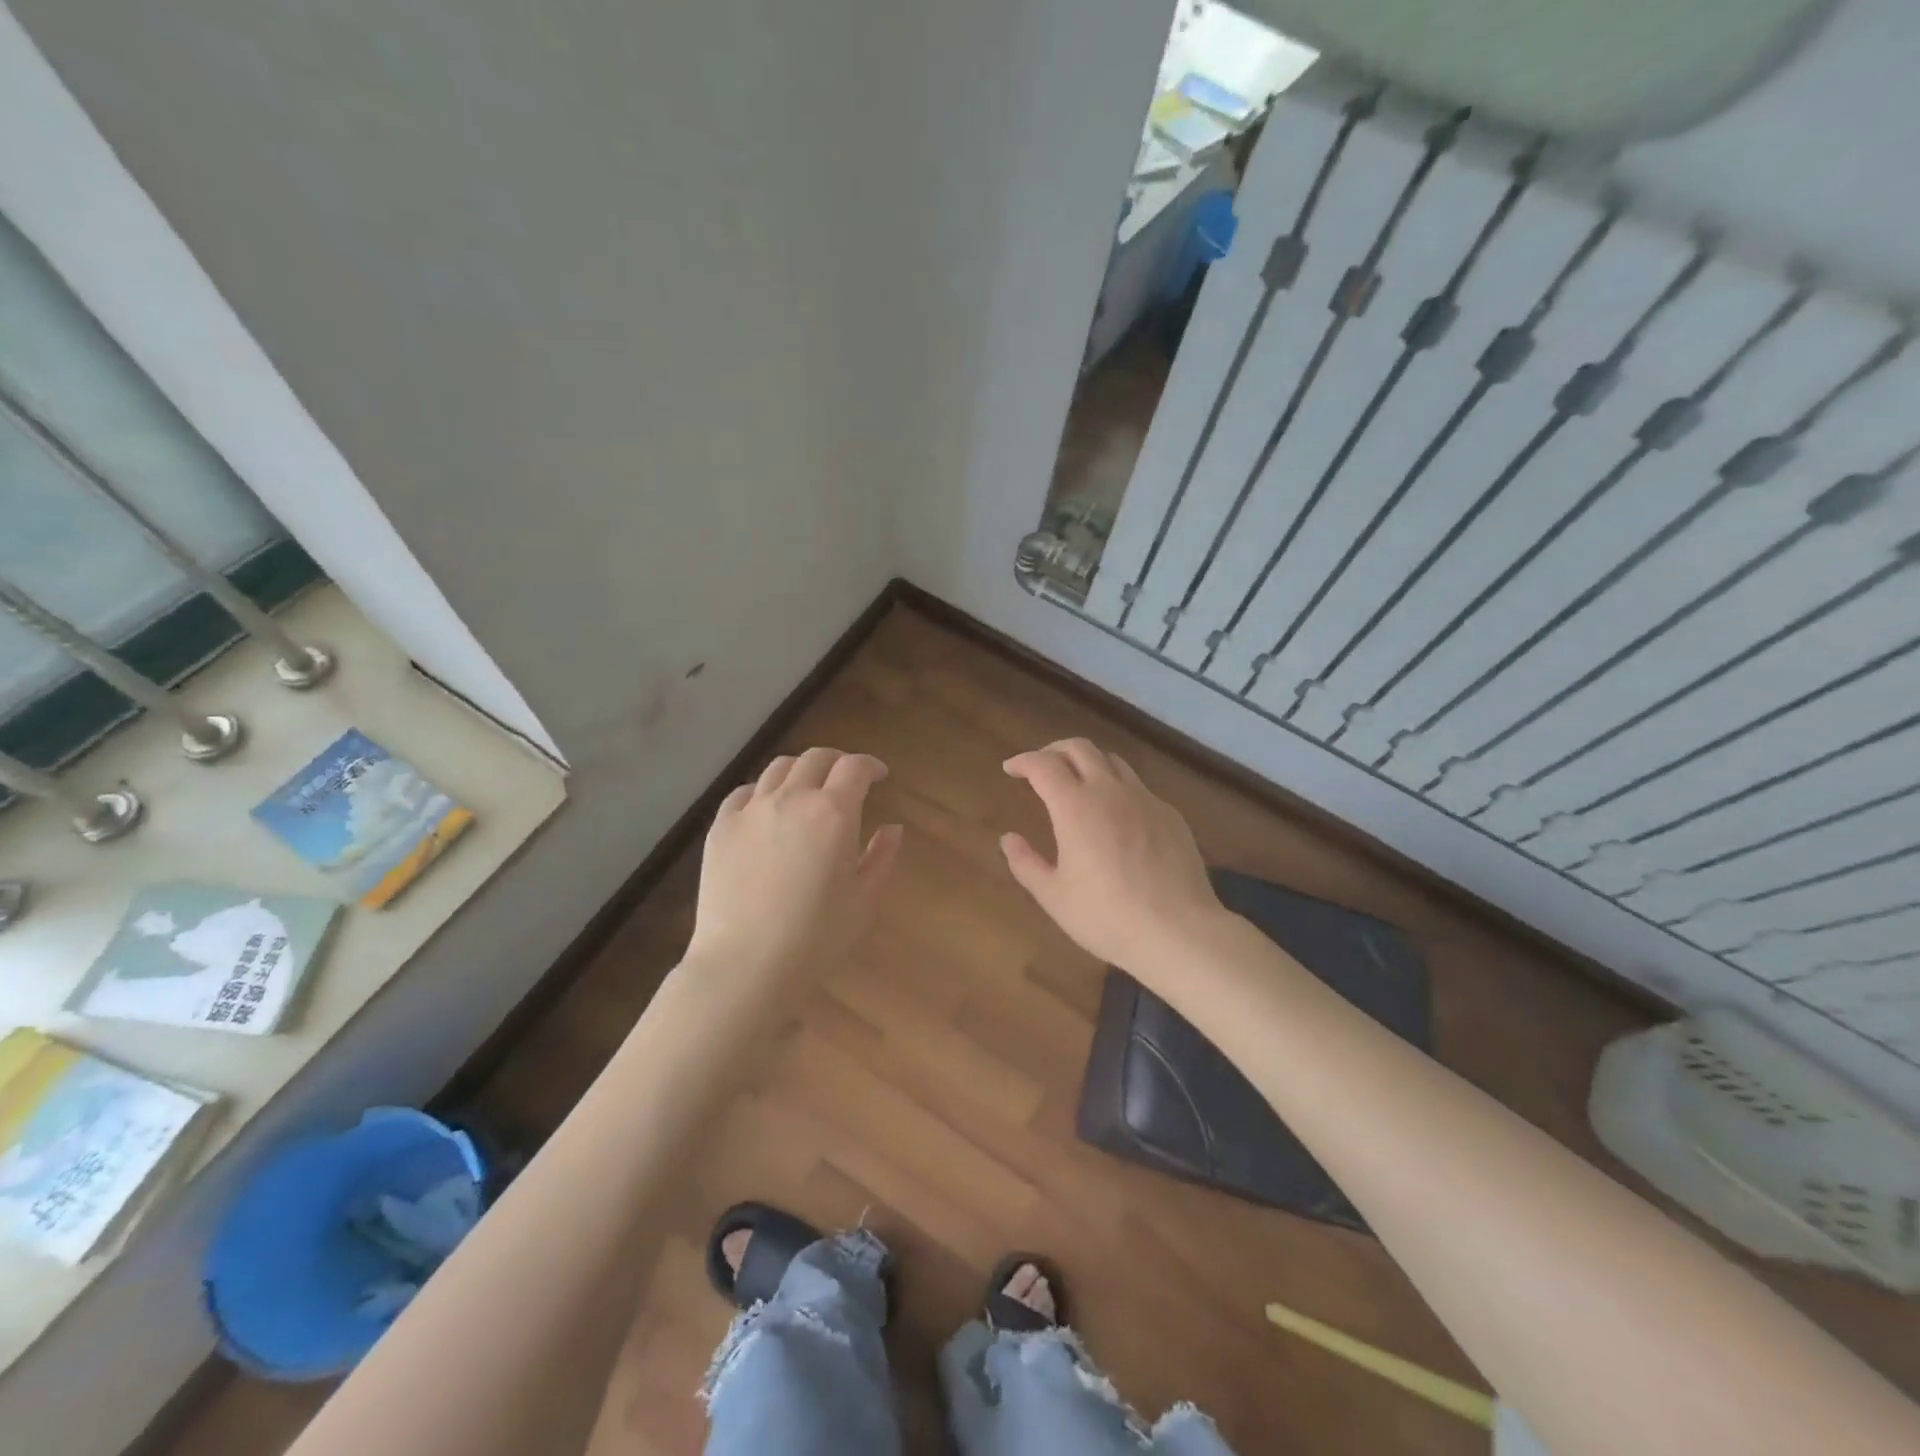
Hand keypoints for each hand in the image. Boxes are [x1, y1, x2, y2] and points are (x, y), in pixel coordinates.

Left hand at [687, 748, 902, 988]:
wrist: (745, 964)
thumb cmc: (816, 938)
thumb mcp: (864, 901)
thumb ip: (882, 857)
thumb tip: (893, 828)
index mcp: (834, 813)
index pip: (855, 768)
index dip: (871, 765)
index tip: (879, 776)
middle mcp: (792, 798)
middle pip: (816, 758)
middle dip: (837, 762)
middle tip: (846, 780)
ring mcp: (751, 810)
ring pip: (778, 769)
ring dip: (800, 771)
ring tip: (806, 789)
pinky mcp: (721, 827)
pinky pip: (743, 793)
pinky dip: (762, 792)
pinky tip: (766, 809)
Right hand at [1000, 738, 1226, 976]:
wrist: (1178, 931)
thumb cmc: (1106, 917)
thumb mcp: (1054, 896)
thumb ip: (1026, 863)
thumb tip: (1009, 839)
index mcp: (1075, 806)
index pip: (1043, 764)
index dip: (1023, 761)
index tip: (1011, 769)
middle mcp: (1110, 791)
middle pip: (1080, 748)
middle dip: (1054, 750)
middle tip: (1040, 767)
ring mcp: (1145, 799)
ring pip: (1113, 762)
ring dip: (1088, 763)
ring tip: (1078, 784)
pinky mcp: (1170, 815)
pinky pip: (1138, 788)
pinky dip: (1118, 789)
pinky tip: (1116, 817)